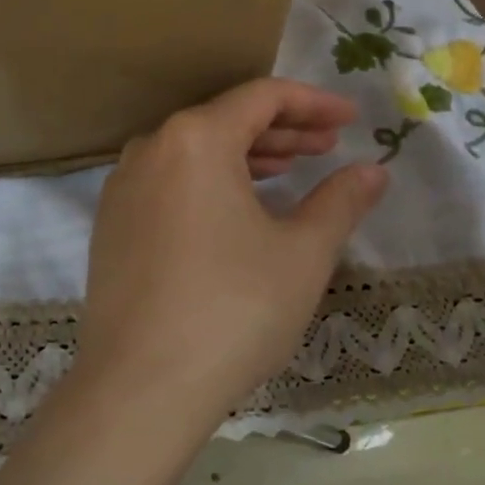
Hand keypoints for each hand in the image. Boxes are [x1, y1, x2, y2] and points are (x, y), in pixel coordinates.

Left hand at [73, 79, 388, 436]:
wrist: (139, 387)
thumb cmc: (232, 310)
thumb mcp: (302, 254)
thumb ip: (340, 201)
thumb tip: (373, 171)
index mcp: (195, 138)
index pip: (262, 97)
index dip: (313, 103)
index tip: (351, 119)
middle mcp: (150, 149)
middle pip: (225, 120)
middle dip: (283, 130)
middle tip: (328, 147)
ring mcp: (123, 187)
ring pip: (195, 153)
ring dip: (246, 157)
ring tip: (289, 172)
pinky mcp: (111, 225)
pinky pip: (169, 183)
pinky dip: (209, 184)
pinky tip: (236, 210)